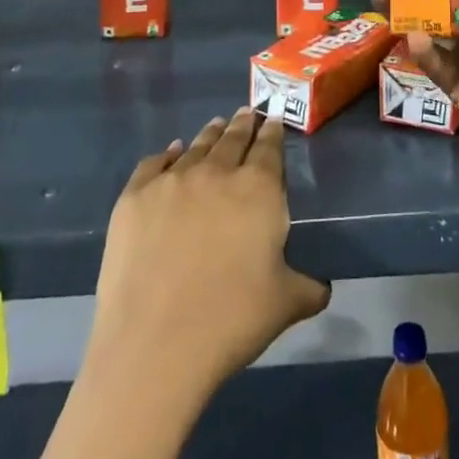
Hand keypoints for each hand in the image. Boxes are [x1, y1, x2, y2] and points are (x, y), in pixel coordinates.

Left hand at [88, 107, 330, 399]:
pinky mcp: (135, 197)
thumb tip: (323, 288)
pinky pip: (154, 163)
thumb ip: (307, 288)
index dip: (272, 132)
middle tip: (247, 112)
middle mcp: (217, 172)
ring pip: (197, 146)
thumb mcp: (284, 304)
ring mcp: (172, 181)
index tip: (273, 120)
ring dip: (210, 134)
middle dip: (243, 125)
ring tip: (216, 125)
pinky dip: (167, 154)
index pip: (269, 147)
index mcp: (258, 188)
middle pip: (233, 138)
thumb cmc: (230, 320)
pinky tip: (171, 151)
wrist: (154, 345)